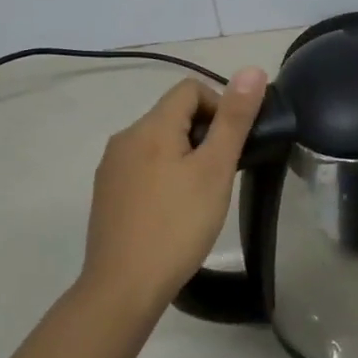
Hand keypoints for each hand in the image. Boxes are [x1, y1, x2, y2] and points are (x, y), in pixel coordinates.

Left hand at [82, 69, 267, 315]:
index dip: (219, 107)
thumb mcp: (215, 170)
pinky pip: (142, 166)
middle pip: (173, 114)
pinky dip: (164, 175)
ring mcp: (111, 167)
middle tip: (221, 174)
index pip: (190, 89)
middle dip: (203, 134)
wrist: (122, 288)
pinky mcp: (107, 193)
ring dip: (184, 156)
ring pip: (158, 142)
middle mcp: (124, 138)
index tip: (232, 146)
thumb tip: (251, 70)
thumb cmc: (177, 225)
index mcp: (150, 127)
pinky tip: (173, 211)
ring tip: (201, 195)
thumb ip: (234, 118)